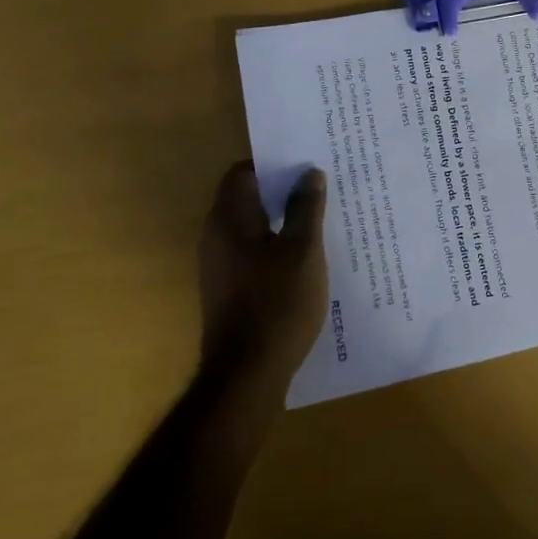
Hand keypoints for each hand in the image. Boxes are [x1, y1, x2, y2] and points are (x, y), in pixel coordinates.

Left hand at [196, 161, 328, 390]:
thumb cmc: (277, 303)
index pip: (243, 172)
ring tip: (321, 218)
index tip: (305, 163)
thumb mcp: (303, 250)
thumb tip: (309, 173)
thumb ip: (306, 208)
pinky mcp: (228, 289)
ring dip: (282, 219)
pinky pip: (253, 252)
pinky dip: (277, 245)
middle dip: (283, 190)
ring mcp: (219, 265)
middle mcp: (216, 236)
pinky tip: (307, 257)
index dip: (273, 163)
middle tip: (320, 186)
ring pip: (253, 227)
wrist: (247, 375)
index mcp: (228, 218)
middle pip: (248, 198)